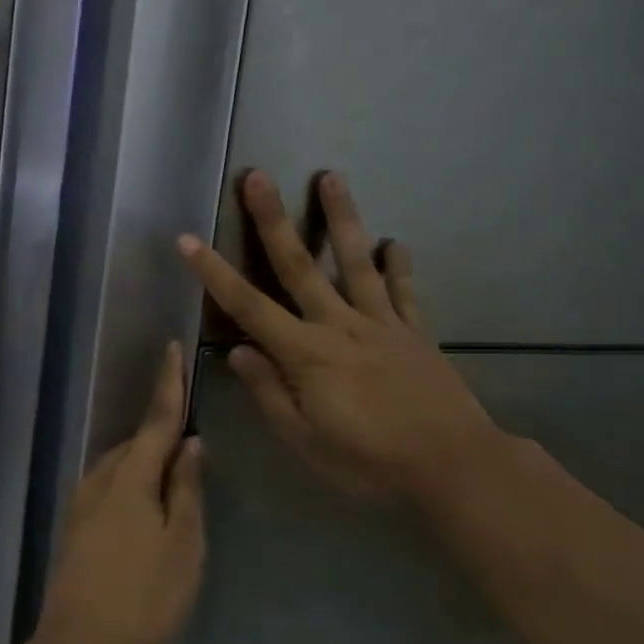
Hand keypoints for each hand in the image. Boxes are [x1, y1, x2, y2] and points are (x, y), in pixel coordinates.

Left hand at [35, 343, 205, 643]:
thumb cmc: (144, 597)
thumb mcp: (183, 544)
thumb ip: (187, 489)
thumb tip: (190, 444)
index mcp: (130, 478)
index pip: (156, 420)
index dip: (168, 385)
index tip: (172, 348)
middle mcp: (100, 480)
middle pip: (137, 444)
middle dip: (161, 435)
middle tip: (192, 446)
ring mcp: (82, 504)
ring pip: (121, 467)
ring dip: (146, 462)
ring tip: (174, 479)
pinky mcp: (75, 528)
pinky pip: (110, 488)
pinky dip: (132, 483)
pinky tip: (146, 507)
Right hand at [179, 171, 504, 505]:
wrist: (454, 466)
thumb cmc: (370, 462)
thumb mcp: (306, 442)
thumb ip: (270, 394)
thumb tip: (239, 352)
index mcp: (306, 354)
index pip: (248, 307)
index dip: (214, 273)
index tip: (188, 239)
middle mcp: (340, 326)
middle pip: (300, 266)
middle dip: (273, 220)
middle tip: (258, 176)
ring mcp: (381, 323)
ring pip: (355, 262)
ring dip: (341, 218)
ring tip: (331, 176)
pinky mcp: (415, 332)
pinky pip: (404, 291)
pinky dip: (398, 264)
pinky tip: (394, 241)